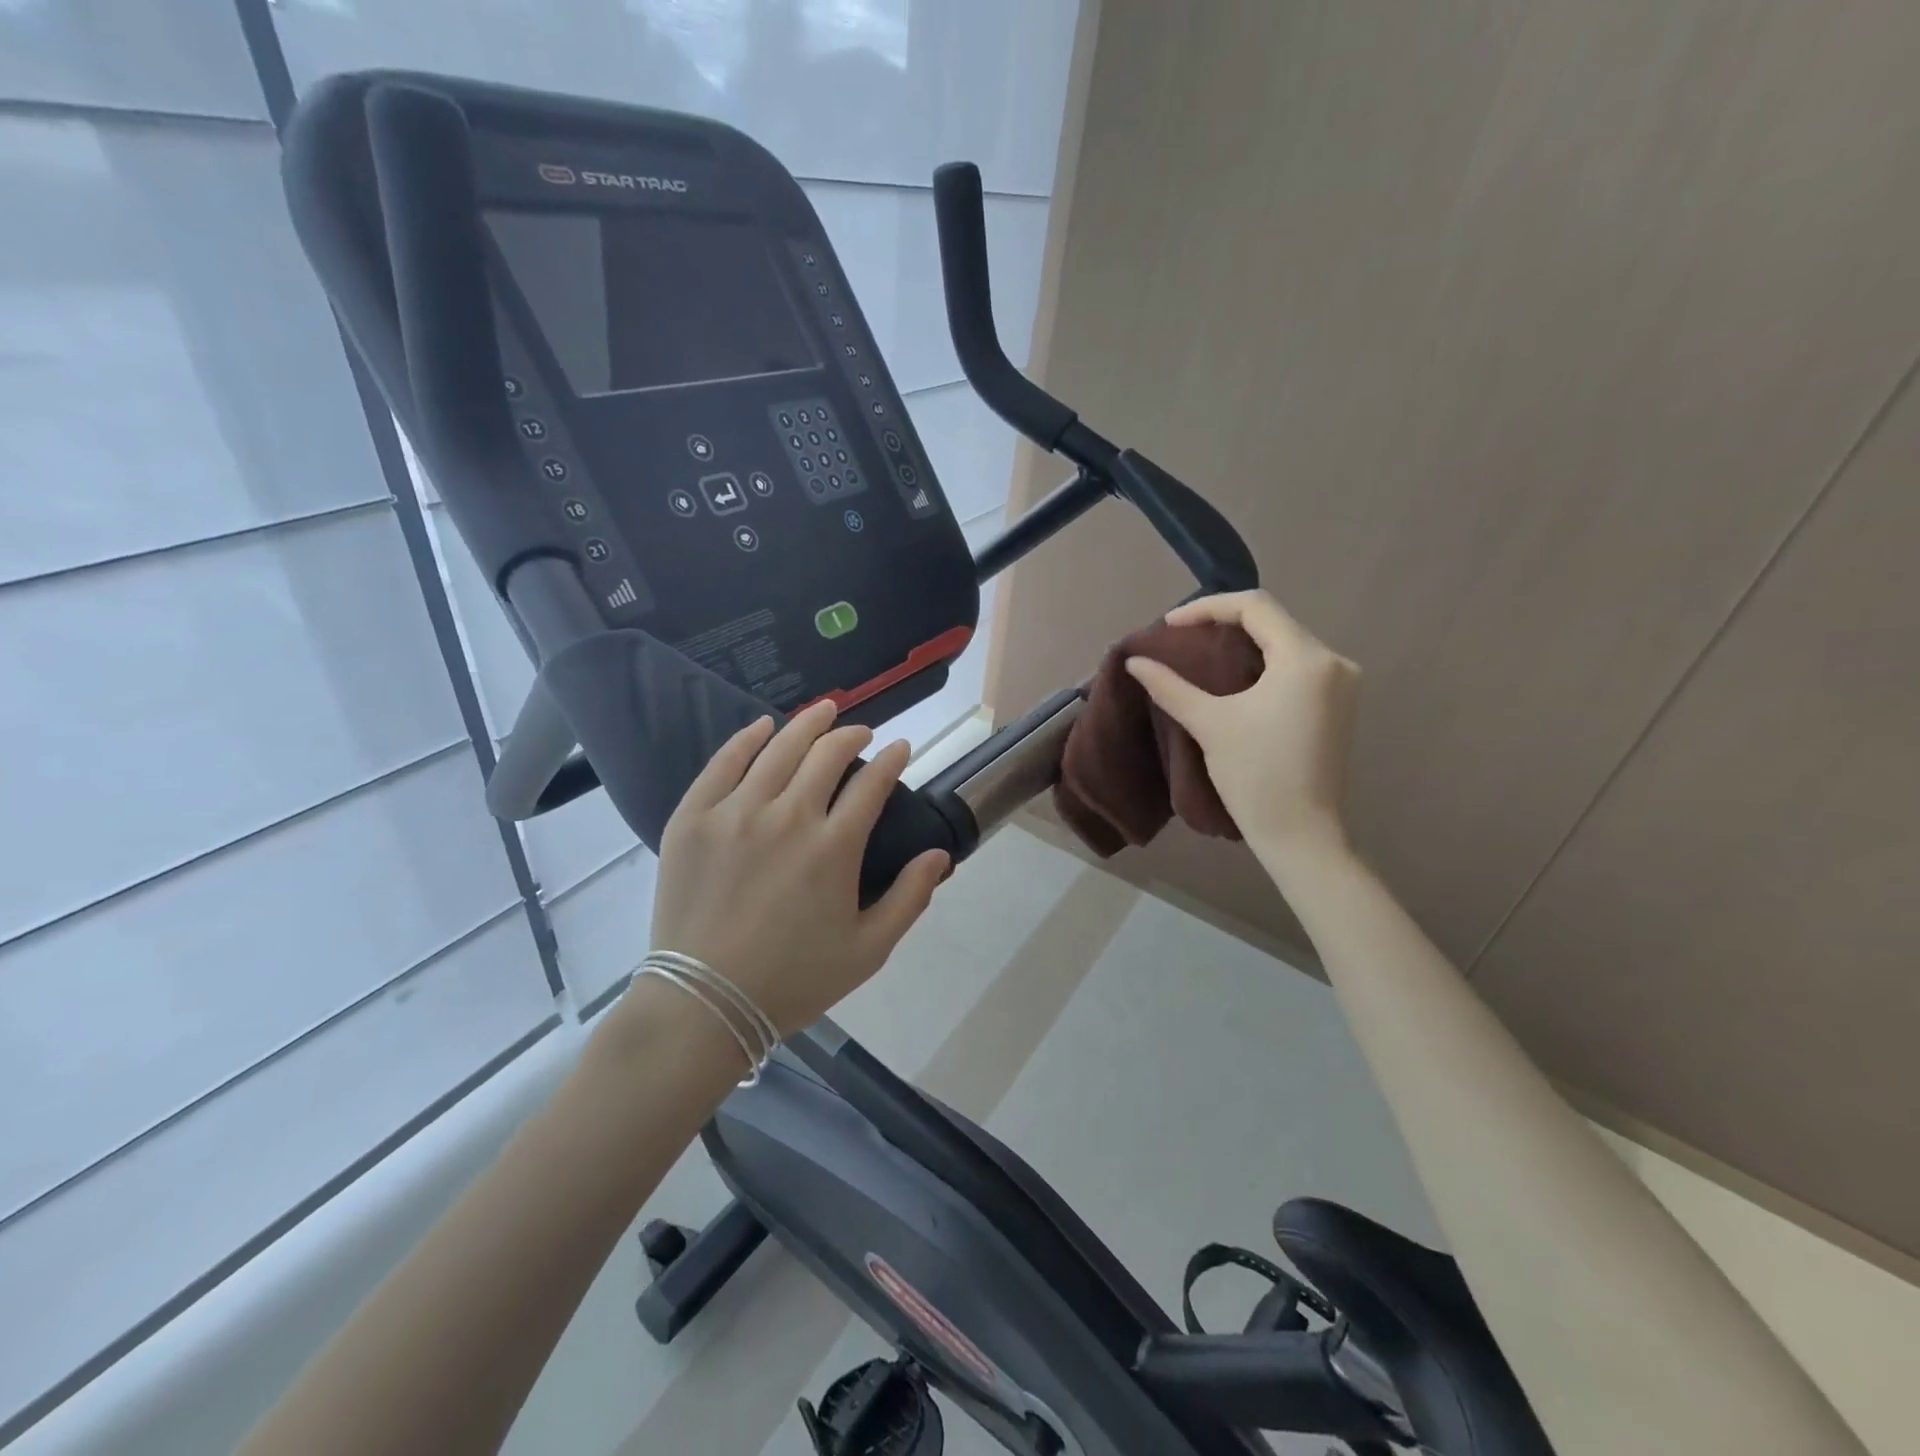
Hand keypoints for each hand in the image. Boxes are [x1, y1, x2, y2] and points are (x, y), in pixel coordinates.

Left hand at [642, 702, 950, 1037]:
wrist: (705, 1004)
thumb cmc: (793, 980)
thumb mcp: (868, 951)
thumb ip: (910, 899)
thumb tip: (940, 855)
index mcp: (833, 848)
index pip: (872, 783)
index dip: (893, 760)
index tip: (901, 749)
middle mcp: (788, 816)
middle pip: (827, 754)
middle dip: (852, 735)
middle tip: (862, 733)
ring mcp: (735, 812)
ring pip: (778, 748)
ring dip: (808, 723)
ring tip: (824, 709)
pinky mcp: (693, 818)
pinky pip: (723, 763)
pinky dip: (747, 738)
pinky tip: (763, 726)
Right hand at [1125, 590, 1360, 859]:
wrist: (1300, 834)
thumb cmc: (1255, 775)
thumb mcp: (1209, 723)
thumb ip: (1170, 686)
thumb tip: (1135, 661)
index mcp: (1306, 659)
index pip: (1254, 606)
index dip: (1207, 607)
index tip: (1169, 625)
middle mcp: (1333, 661)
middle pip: (1273, 621)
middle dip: (1224, 623)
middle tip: (1182, 637)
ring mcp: (1342, 683)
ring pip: (1285, 642)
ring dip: (1244, 642)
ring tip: (1201, 654)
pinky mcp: (1339, 704)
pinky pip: (1297, 665)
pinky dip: (1263, 662)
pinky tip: (1234, 676)